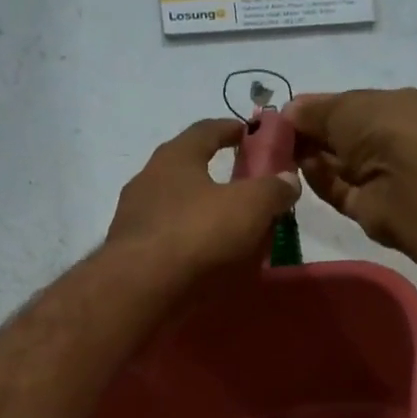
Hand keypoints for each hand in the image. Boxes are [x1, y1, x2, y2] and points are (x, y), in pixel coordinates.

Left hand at [105, 117, 299, 280]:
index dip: (231, 129)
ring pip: (173, 206)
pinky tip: (201, 259)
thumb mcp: (250, 207)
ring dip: (198, 212)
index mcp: (175, 156)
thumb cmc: (197, 234)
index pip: (206, 130)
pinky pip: (165, 239)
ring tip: (225, 229)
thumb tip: (289, 179)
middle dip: (214, 175)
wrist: (140, 288)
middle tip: (242, 188)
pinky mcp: (127, 252)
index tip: (249, 134)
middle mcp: (147, 179)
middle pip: (186, 168)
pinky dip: (185, 242)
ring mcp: (132, 217)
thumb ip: (273, 189)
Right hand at [285, 88, 416, 249]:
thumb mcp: (344, 106)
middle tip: (282, 132)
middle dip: (317, 134)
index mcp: (408, 106)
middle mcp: (402, 140)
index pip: (363, 105)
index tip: (295, 111)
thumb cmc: (386, 127)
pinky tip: (302, 169)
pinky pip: (342, 191)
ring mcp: (389, 177)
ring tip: (283, 150)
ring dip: (316, 157)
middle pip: (351, 137)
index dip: (328, 108)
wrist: (410, 183)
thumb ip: (314, 110)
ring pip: (344, 166)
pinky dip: (322, 180)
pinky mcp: (373, 208)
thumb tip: (288, 111)